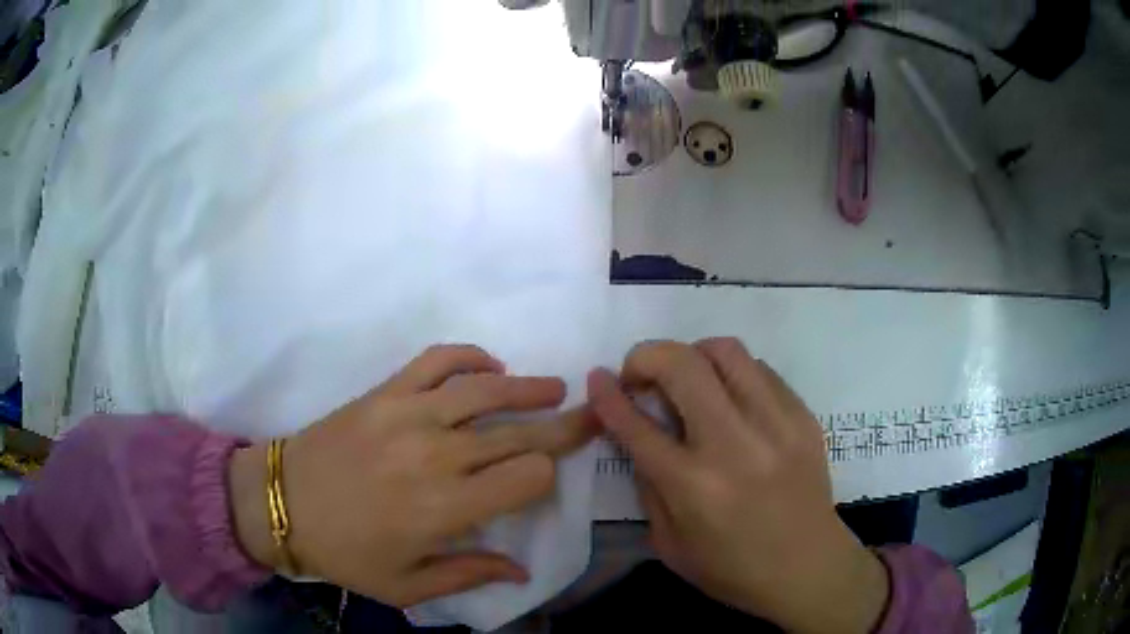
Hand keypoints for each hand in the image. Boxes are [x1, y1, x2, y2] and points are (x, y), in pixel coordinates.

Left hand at [229, 345, 597, 606]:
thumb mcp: (407, 586)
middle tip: (593, 414)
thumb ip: (469, 576)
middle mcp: (437, 456)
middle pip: (518, 433)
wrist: (281, 503)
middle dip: (563, 426)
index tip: (548, 479)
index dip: (548, 475)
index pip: (527, 477)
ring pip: (486, 391)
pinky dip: (468, 357)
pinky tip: (489, 365)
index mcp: (446, 509)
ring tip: (555, 387)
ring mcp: (409, 415)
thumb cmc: (344, 552)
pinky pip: (435, 361)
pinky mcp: (385, 393)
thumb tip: (521, 572)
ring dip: (528, 387)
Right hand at [587, 339, 888, 632]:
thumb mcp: (669, 544)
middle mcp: (734, 445)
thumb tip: (638, 435)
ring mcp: (776, 425)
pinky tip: (731, 399)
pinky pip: (761, 370)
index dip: (608, 395)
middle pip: (683, 366)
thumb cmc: (732, 569)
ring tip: (688, 378)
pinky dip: (734, 374)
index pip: (638, 425)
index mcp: (694, 487)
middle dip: (647, 356)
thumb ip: (649, 485)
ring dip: (693, 355)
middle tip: (641, 373)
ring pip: (726, 351)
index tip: (597, 377)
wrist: (808, 567)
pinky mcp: (803, 417)